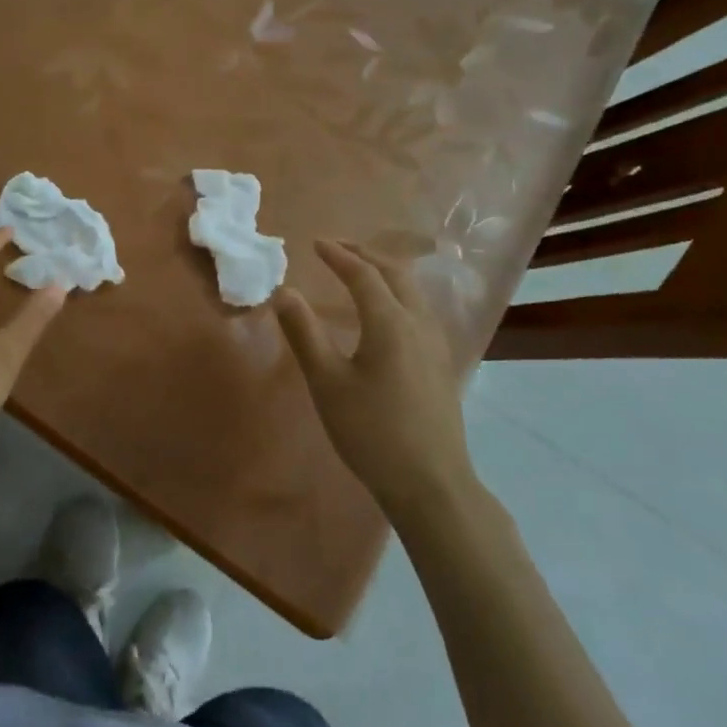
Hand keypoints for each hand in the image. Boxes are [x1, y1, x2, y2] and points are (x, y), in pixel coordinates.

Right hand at [274, 240, 475, 513]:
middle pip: (395, 273)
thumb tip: (284, 293)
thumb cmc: (371, 431)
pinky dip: (399, 292)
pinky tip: (387, 311)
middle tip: (337, 247)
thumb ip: (305, 333)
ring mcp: (436, 343)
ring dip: (385, 270)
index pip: (363, 274)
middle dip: (366, 254)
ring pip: (413, 290)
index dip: (338, 255)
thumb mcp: (327, 383)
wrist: (431, 483)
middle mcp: (418, 322)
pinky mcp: (442, 362)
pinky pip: (420, 308)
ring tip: (360, 269)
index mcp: (390, 322)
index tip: (315, 243)